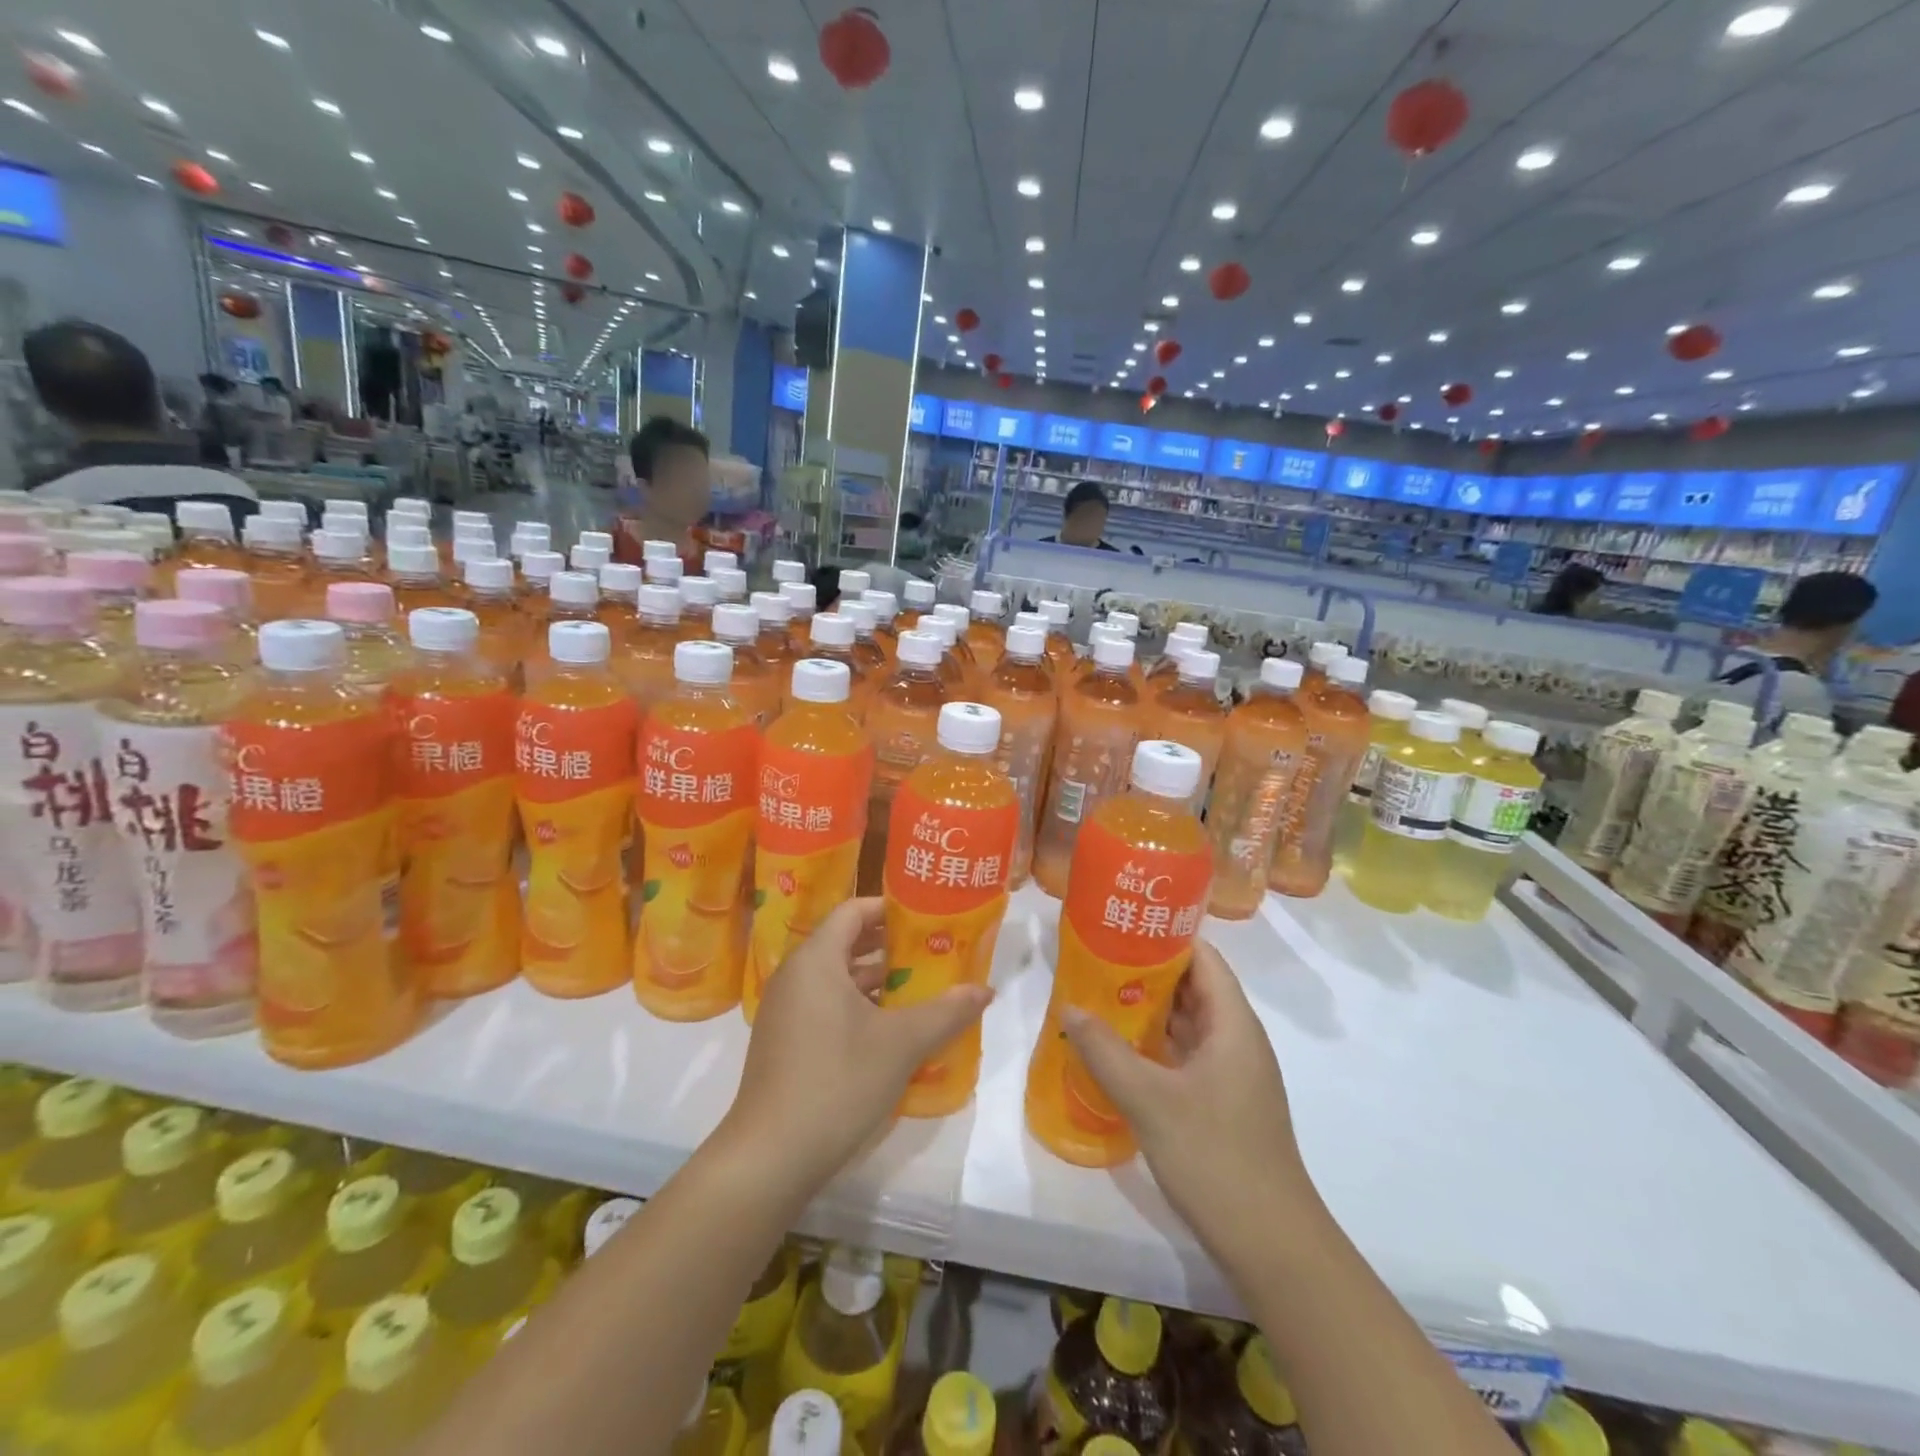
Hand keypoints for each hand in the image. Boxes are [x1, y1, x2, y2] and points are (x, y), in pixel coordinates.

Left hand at [721, 898, 991, 1194]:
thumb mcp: (901, 1044)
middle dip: (890, 947)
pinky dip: (857, 1006)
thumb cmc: (837, 1081)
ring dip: (877, 981)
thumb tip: (985, 990)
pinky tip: (889, 1031)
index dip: (890, 909)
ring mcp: (785, 1010)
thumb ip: (946, 1011)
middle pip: (846, 942)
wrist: (770, 1156)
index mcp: (816, 959)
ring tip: (921, 990)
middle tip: (932, 953)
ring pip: (836, 978)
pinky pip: (825, 1005)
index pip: (853, 910)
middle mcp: (795, 975)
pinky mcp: (783, 1041)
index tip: (927, 919)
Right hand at [1063, 939, 1320, 1256]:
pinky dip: (1155, 1046)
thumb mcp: (1150, 1100)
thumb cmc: (1216, 1157)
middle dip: (1146, 972)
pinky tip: (1119, 1051)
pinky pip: (1186, 1056)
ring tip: (1099, 997)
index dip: (1165, 937)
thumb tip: (1069, 1008)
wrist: (1272, 1246)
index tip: (1121, 927)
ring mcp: (1232, 1075)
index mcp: (1233, 1024)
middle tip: (1096, 961)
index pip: (1203, 958)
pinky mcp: (1223, 1104)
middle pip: (1193, 988)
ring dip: (1148, 1011)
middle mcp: (1237, 1040)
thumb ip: (1105, 1050)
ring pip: (1188, 1025)